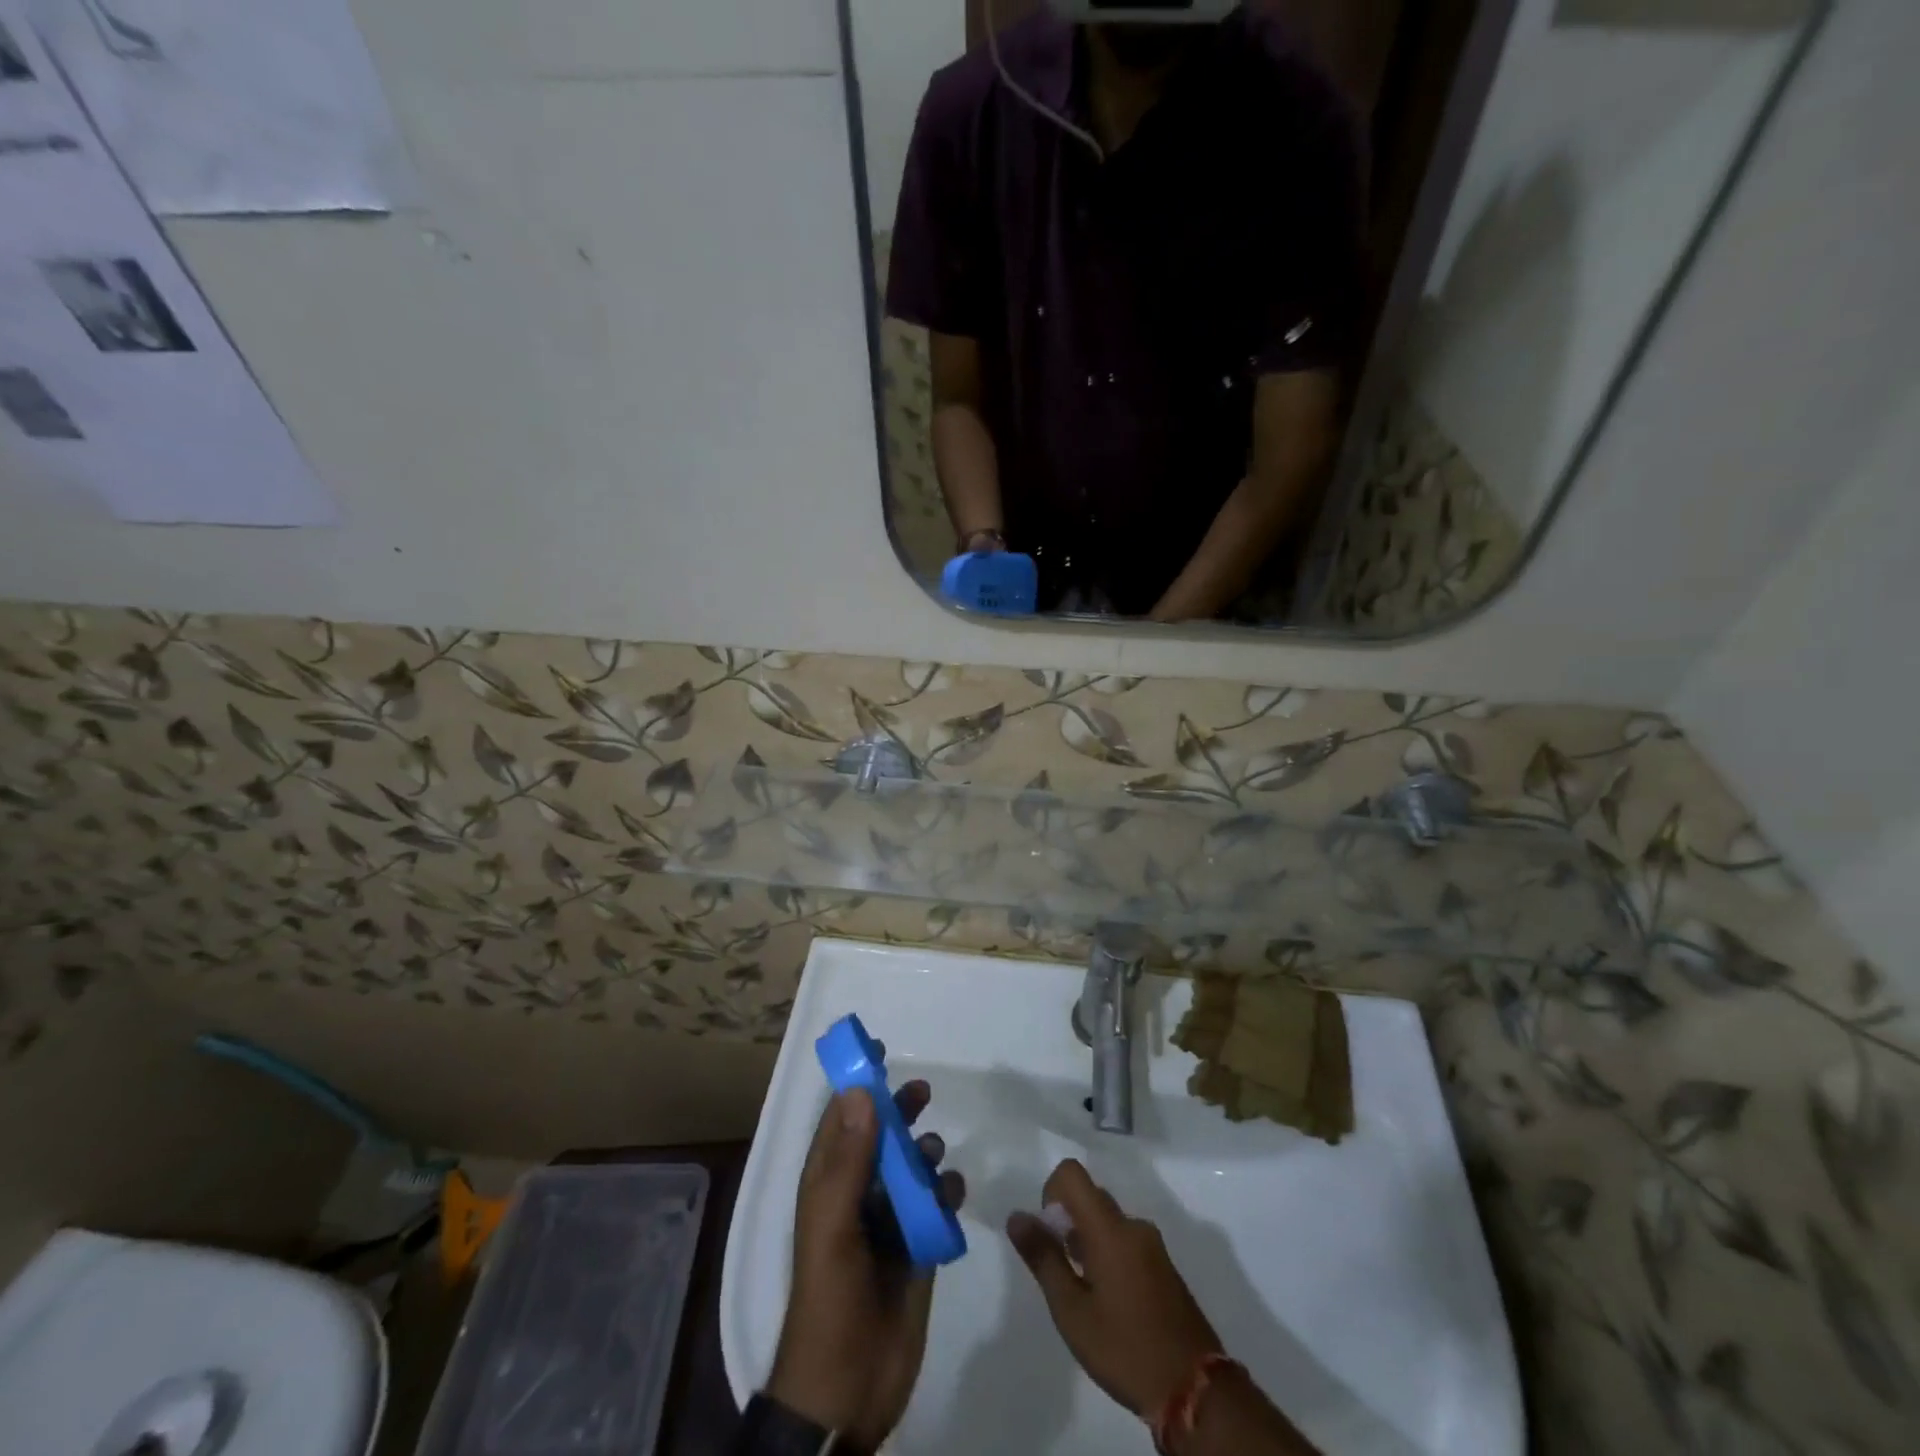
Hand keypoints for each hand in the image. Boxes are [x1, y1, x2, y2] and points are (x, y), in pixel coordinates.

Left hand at [766, 1081, 965, 1450]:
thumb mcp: (831, 1226)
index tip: (878, 1052)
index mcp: (828, 1184)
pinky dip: (945, 1193)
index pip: (841, 1119)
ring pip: (909, 1168)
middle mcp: (857, 1195)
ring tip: (933, 1157)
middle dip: (898, 1111)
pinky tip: (952, 1194)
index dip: (857, 1085)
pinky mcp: (916, 1248)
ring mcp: (888, 1223)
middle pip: (879, 1137)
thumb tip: (859, 1091)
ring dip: (923, 1153)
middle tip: (922, 1091)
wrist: (848, 1392)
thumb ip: (847, 1161)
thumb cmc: (831, 1300)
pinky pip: (935, 1205)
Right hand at [1006, 1160, 1221, 1419]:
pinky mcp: (1165, 1266)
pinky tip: (1111, 1304)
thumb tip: (1016, 1216)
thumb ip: (1043, 1258)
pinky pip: (1127, 1241)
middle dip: (1067, 1222)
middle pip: (1090, 1197)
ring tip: (1085, 1294)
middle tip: (1063, 1272)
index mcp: (1110, 1228)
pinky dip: (1109, 1255)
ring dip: (1088, 1242)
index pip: (1072, 1173)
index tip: (1050, 1235)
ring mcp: (1153, 1245)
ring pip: (1108, 1221)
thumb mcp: (1072, 1310)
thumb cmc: (1125, 1348)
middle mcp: (1133, 1225)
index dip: (1051, 1192)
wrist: (1195, 1390)